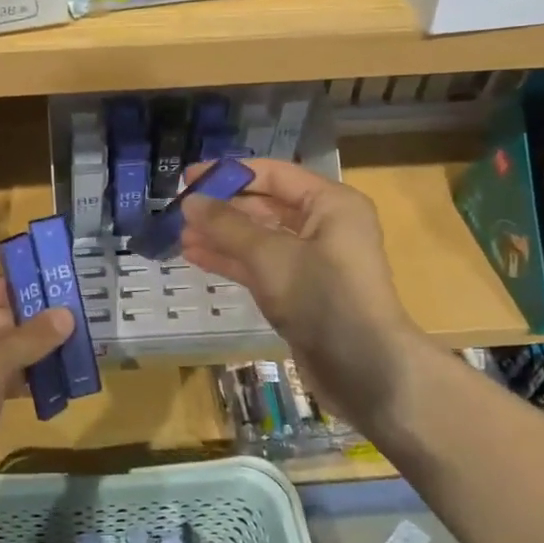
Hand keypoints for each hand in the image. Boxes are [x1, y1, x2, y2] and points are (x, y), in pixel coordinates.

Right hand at [181, 159, 420, 428]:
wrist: (363, 369)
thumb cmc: (322, 297)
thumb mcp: (269, 255)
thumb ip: (226, 225)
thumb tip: (190, 201)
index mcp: (331, 204)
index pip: (273, 175)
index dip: (229, 174)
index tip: (188, 179)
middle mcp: (325, 226)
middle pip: (265, 206)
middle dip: (222, 209)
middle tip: (180, 212)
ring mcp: (313, 261)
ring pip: (260, 239)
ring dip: (222, 236)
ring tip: (180, 236)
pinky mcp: (301, 292)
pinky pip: (261, 266)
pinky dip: (232, 261)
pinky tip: (197, 258)